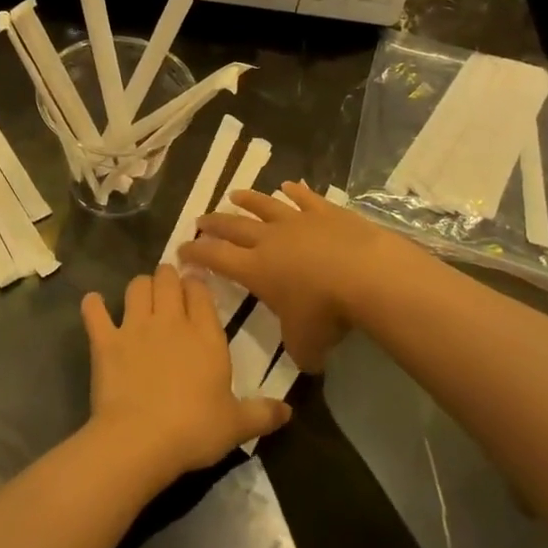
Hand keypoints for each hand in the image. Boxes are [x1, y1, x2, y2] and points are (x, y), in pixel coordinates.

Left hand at [81, 264, 290, 482]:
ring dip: (140, 286)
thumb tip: (288, 411)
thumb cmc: (195, 429)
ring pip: (136, 286)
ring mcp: (135, 327)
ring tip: (141, 295)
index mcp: (205, 334)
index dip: (197, 283)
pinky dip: (93, 306)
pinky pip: (95, 313)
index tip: (196, 283)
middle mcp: (171, 321)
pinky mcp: (105, 342)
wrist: (141, 440)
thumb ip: (263, 413)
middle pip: (167, 279)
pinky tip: (94, 304)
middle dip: (168, 276)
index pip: (201, 291)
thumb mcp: (237, 425)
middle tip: (169, 285)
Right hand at [180, 181, 407, 373]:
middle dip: (214, 223)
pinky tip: (289, 185)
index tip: (182, 249)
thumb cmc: (326, 312)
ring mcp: (298, 222)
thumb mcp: (307, 344)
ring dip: (249, 200)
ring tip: (235, 194)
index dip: (197, 253)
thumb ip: (300, 352)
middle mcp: (270, 240)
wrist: (366, 274)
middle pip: (234, 226)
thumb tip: (307, 362)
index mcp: (255, 269)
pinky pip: (305, 198)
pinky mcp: (327, 212)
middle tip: (200, 219)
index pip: (216, 258)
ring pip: (266, 206)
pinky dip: (295, 191)